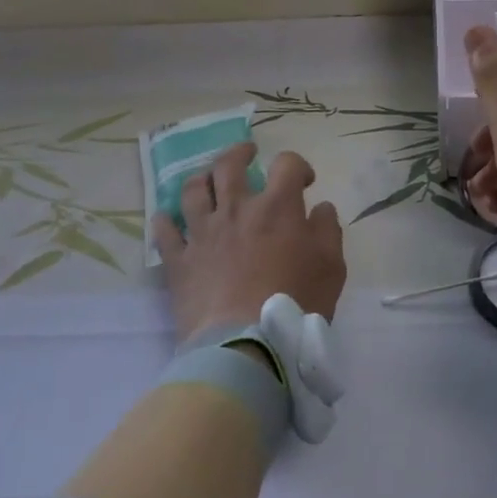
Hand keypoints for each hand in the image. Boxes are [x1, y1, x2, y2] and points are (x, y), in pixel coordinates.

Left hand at [154, 142, 345, 344]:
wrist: (246, 344)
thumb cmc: (296, 304)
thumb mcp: (332, 267)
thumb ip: (328, 230)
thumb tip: (320, 208)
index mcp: (276, 207)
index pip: (286, 164)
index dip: (297, 166)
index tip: (304, 181)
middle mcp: (236, 209)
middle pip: (229, 165)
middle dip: (240, 153)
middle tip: (248, 154)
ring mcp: (202, 232)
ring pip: (193, 189)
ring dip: (202, 178)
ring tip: (208, 180)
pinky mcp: (178, 260)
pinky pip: (164, 231)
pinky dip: (166, 220)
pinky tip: (169, 219)